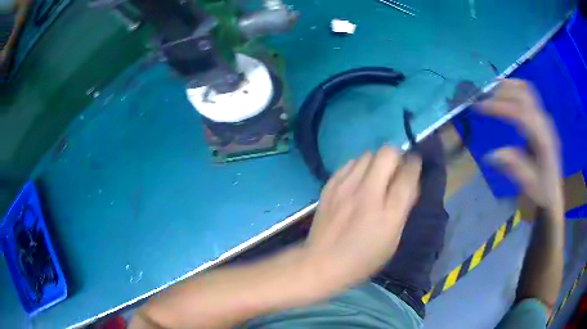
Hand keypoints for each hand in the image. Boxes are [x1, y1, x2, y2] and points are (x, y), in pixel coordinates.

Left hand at [301, 147, 421, 293]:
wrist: (322, 263)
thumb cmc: (363, 258)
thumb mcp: (392, 240)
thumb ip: (402, 209)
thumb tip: (409, 183)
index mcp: (388, 213)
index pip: (408, 175)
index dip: (414, 165)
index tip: (414, 165)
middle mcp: (368, 194)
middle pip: (387, 154)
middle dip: (396, 157)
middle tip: (396, 169)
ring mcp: (345, 187)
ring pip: (367, 154)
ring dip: (377, 161)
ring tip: (376, 176)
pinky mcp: (329, 186)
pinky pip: (349, 163)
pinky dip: (358, 166)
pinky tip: (357, 180)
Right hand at [479, 79, 562, 213]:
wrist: (555, 190)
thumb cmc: (542, 190)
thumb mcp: (528, 184)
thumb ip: (513, 167)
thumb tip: (491, 155)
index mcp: (543, 139)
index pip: (520, 113)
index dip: (499, 107)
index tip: (479, 107)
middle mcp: (544, 123)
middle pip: (523, 95)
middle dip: (501, 93)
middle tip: (482, 99)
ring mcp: (544, 118)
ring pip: (526, 90)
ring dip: (507, 87)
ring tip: (490, 91)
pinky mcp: (542, 117)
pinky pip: (528, 93)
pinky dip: (515, 87)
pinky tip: (505, 91)